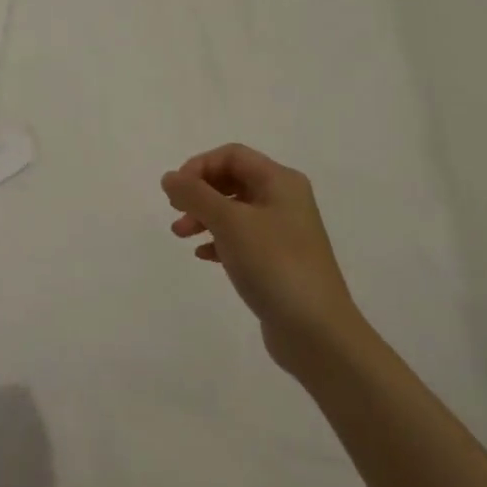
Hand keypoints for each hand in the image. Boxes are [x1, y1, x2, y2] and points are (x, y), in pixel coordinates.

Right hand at [162, 144, 361, 377]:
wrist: (317, 331)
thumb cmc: (274, 265)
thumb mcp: (229, 223)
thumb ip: (195, 195)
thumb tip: (169, 177)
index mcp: (280, 182)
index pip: (232, 155)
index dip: (199, 166)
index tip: (177, 191)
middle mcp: (285, 201)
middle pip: (232, 180)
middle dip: (199, 192)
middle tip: (175, 212)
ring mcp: (283, 232)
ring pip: (234, 210)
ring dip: (204, 216)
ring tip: (181, 236)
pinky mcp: (278, 261)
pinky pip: (241, 238)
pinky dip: (218, 240)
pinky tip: (204, 256)